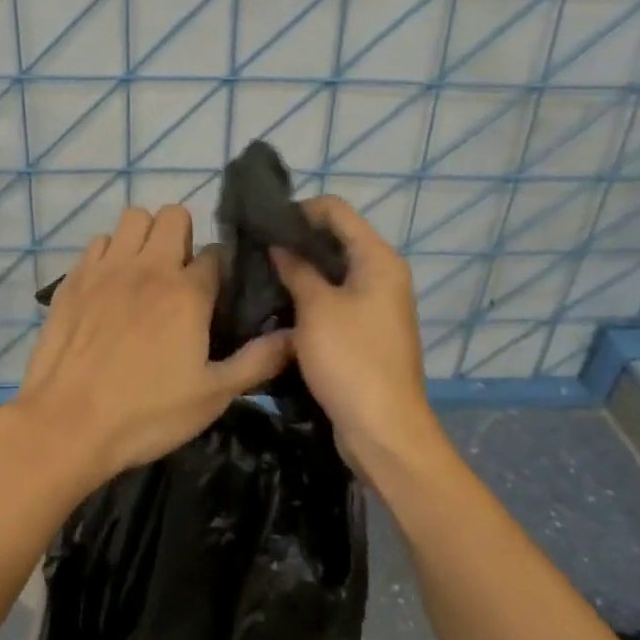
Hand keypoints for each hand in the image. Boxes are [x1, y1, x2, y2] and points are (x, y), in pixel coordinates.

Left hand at [12, 204, 293, 485]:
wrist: (67, 424)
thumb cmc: (145, 414)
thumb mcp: (212, 396)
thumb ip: (257, 361)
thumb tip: (296, 336)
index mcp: (187, 292)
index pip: (215, 254)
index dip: (221, 270)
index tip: (217, 293)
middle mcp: (149, 267)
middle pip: (174, 217)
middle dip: (183, 237)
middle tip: (180, 276)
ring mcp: (107, 268)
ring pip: (133, 218)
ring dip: (145, 236)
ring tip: (145, 273)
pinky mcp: (74, 278)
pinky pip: (98, 242)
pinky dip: (110, 253)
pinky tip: (110, 285)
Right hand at [272, 196, 449, 484]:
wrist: (383, 430)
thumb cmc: (351, 360)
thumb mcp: (317, 309)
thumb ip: (297, 270)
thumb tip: (278, 245)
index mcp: (378, 259)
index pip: (336, 210)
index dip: (299, 210)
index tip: (263, 224)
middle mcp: (381, 274)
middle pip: (335, 238)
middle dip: (296, 240)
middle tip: (255, 249)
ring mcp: (375, 304)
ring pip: (332, 271)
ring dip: (300, 270)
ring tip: (260, 274)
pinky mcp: (365, 330)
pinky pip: (334, 299)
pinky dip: (309, 296)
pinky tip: (278, 303)